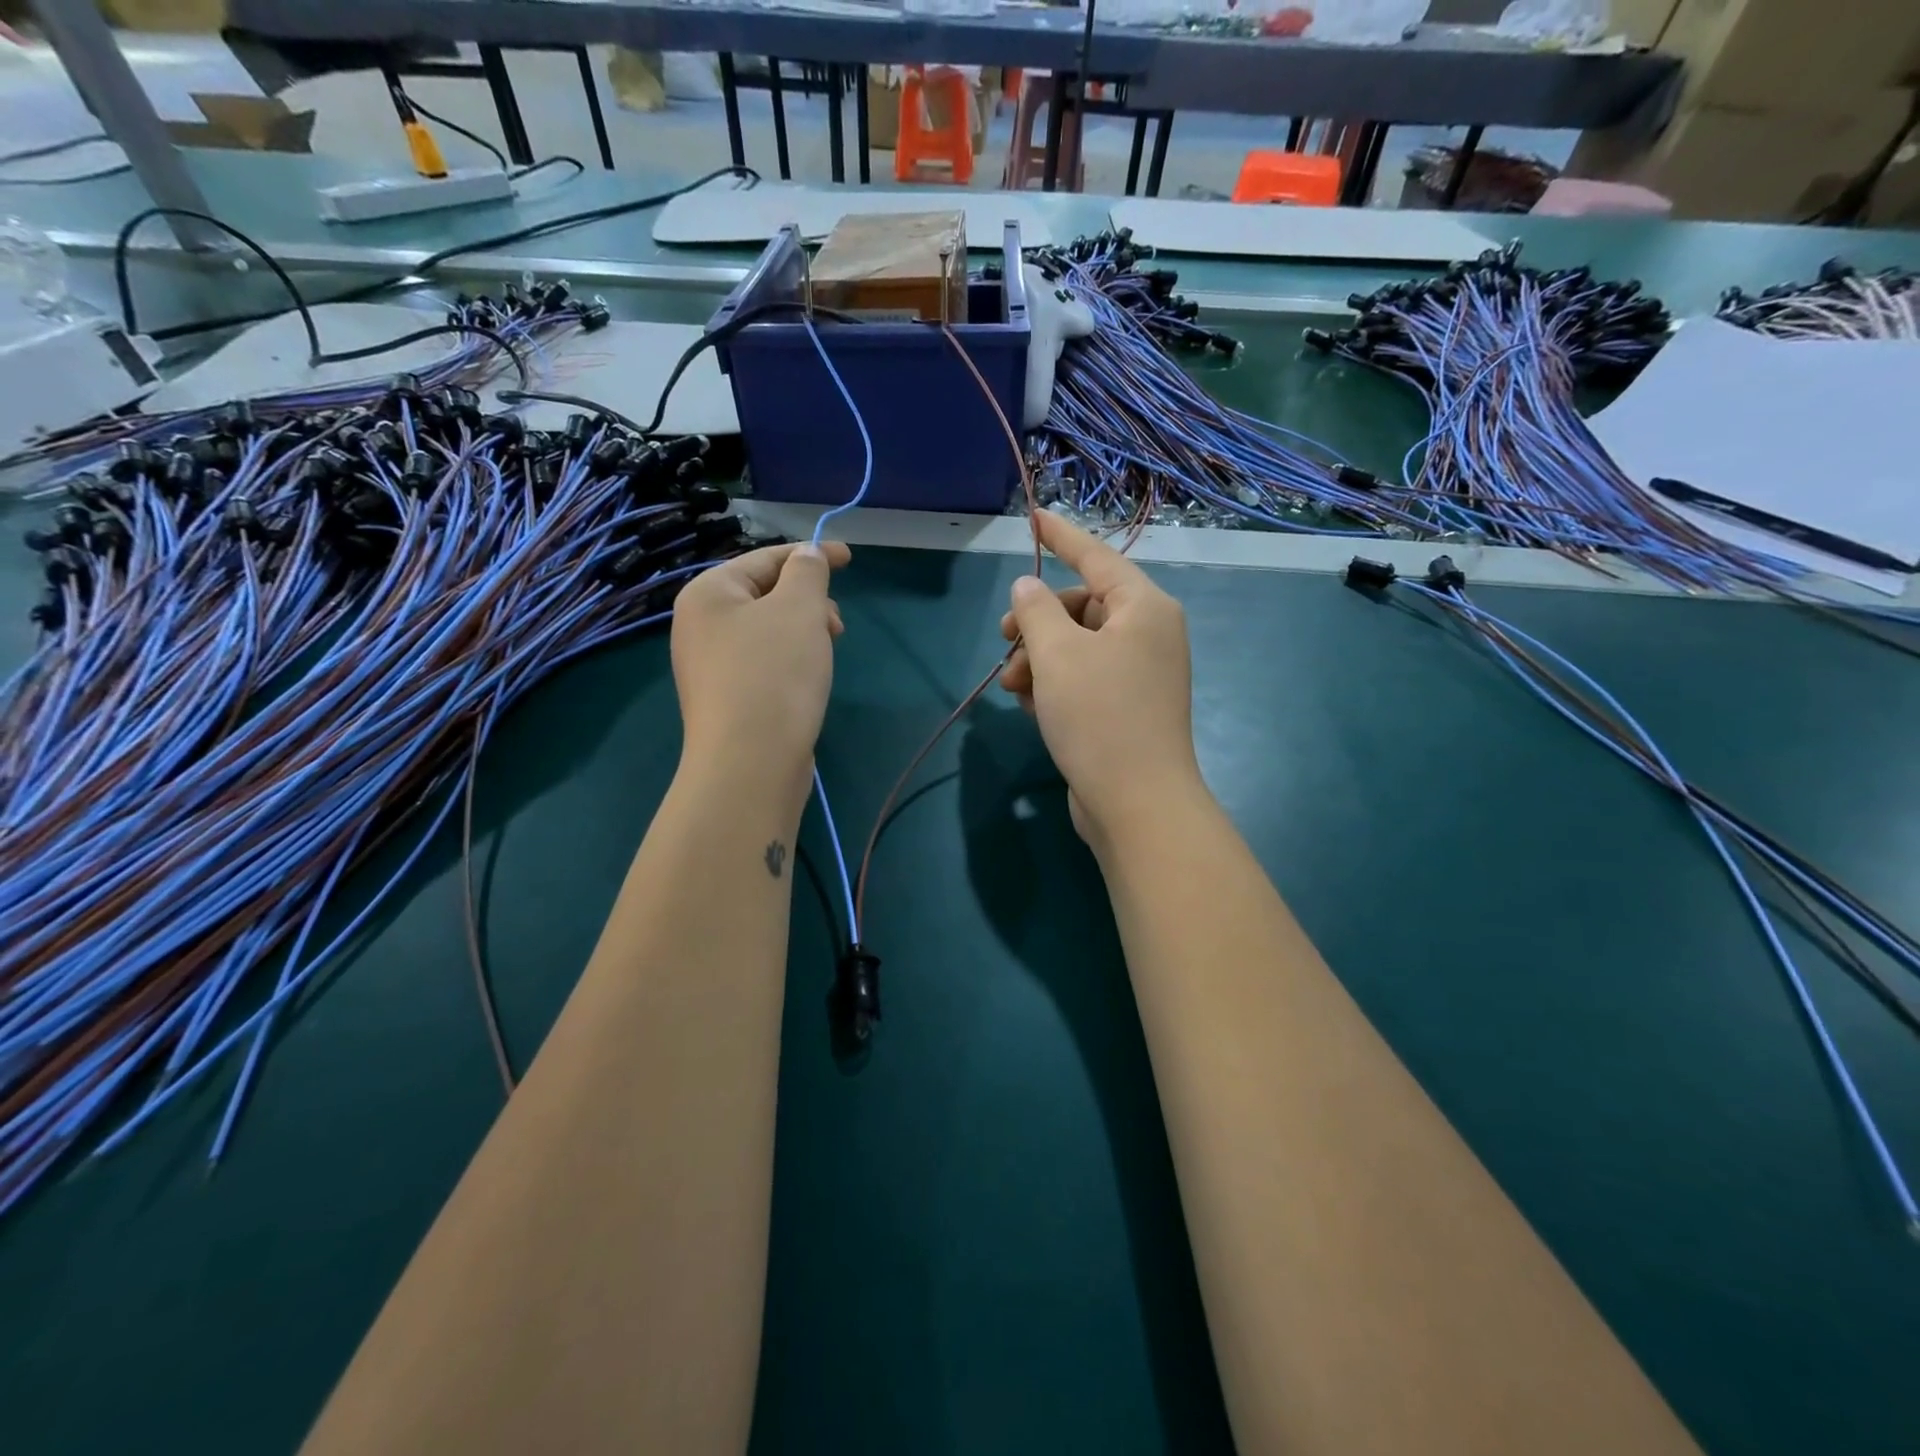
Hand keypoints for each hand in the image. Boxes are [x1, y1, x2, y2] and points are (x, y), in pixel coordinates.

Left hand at [671, 541, 849, 807]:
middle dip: (808, 600)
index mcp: (709, 593)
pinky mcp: (726, 700)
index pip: (766, 558)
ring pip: (767, 631)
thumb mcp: (800, 609)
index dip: (811, 554)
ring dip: (803, 631)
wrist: (749, 763)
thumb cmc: (774, 674)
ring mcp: (709, 666)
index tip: (851, 558)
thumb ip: (807, 572)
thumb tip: (805, 556)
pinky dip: (790, 660)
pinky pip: (763, 663)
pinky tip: (808, 679)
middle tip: (837, 625)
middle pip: (764, 594)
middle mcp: (699, 625)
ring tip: (827, 652)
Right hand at [998, 513, 1204, 848]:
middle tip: (1003, 640)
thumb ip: (1036, 611)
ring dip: (1038, 659)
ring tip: (1012, 686)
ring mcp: (1140, 675)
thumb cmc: (1099, 717)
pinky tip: (1032, 707)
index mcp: (1143, 608)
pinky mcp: (1127, 709)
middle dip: (1037, 623)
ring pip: (1077, 647)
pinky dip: (1056, 685)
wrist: (1136, 803)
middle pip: (1081, 607)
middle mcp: (1148, 634)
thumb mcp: (1057, 655)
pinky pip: (1084, 679)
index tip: (1033, 517)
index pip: (1096, 558)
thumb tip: (1027, 589)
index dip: (1061, 537)